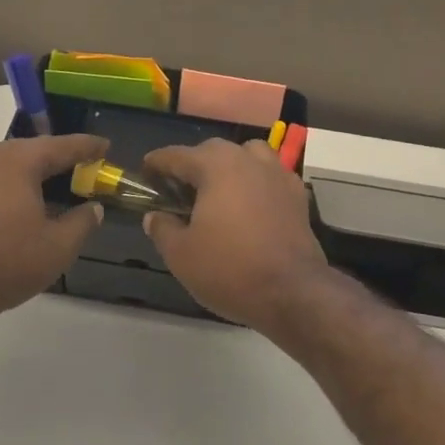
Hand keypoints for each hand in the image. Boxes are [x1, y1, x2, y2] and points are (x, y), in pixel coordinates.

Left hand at [0, 134, 106, 331]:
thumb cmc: (3, 263)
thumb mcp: (57, 247)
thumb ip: (82, 222)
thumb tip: (93, 208)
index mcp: (16, 160)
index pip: (61, 146)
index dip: (87, 147)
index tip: (106, 146)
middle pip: (30, 153)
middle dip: (57, 162)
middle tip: (82, 172)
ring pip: (6, 168)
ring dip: (31, 177)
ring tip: (52, 193)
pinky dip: (8, 189)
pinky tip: (18, 210)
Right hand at [142, 138, 331, 331]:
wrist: (293, 293)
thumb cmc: (229, 270)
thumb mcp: (181, 255)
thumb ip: (163, 229)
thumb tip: (155, 216)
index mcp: (216, 166)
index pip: (177, 155)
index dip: (157, 163)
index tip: (146, 172)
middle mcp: (249, 160)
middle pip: (214, 150)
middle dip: (194, 164)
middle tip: (179, 189)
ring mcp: (278, 176)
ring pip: (248, 156)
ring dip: (230, 167)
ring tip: (218, 192)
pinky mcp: (298, 197)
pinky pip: (271, 177)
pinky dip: (256, 183)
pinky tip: (250, 206)